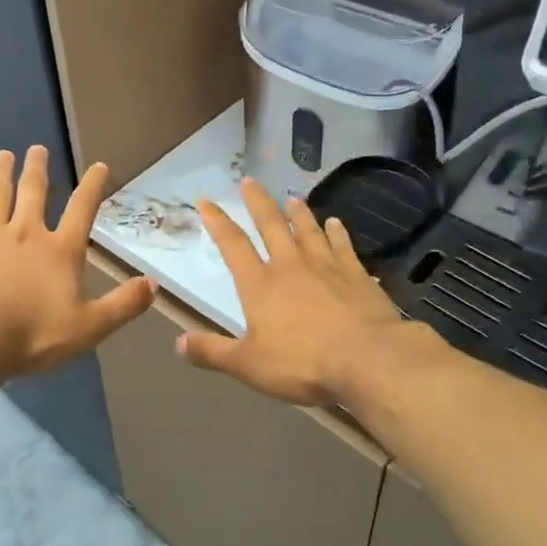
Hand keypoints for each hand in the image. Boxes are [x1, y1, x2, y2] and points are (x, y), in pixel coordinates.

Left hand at [0, 146, 154, 375]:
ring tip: (2, 155)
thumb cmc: (34, 334)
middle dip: (37, 169)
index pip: (82, 210)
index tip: (98, 165)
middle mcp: (25, 233)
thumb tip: (153, 285)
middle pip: (33, 193)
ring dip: (0, 174)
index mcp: (60, 251)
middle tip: (37, 148)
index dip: (92, 187)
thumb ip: (122, 305)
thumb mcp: (89, 327)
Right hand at [178, 178, 434, 406]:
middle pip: (271, 226)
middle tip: (250, 180)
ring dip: (299, 213)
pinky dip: (338, 233)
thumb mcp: (248, 365)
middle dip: (258, 202)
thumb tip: (178, 344)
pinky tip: (337, 224)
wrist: (368, 359)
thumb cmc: (302, 362)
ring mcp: (326, 267)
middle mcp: (290, 266)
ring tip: (292, 198)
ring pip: (308, 231)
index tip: (206, 201)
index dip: (218, 222)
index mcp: (260, 284)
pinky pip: (343, 247)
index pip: (233, 246)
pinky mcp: (357, 275)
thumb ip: (213, 353)